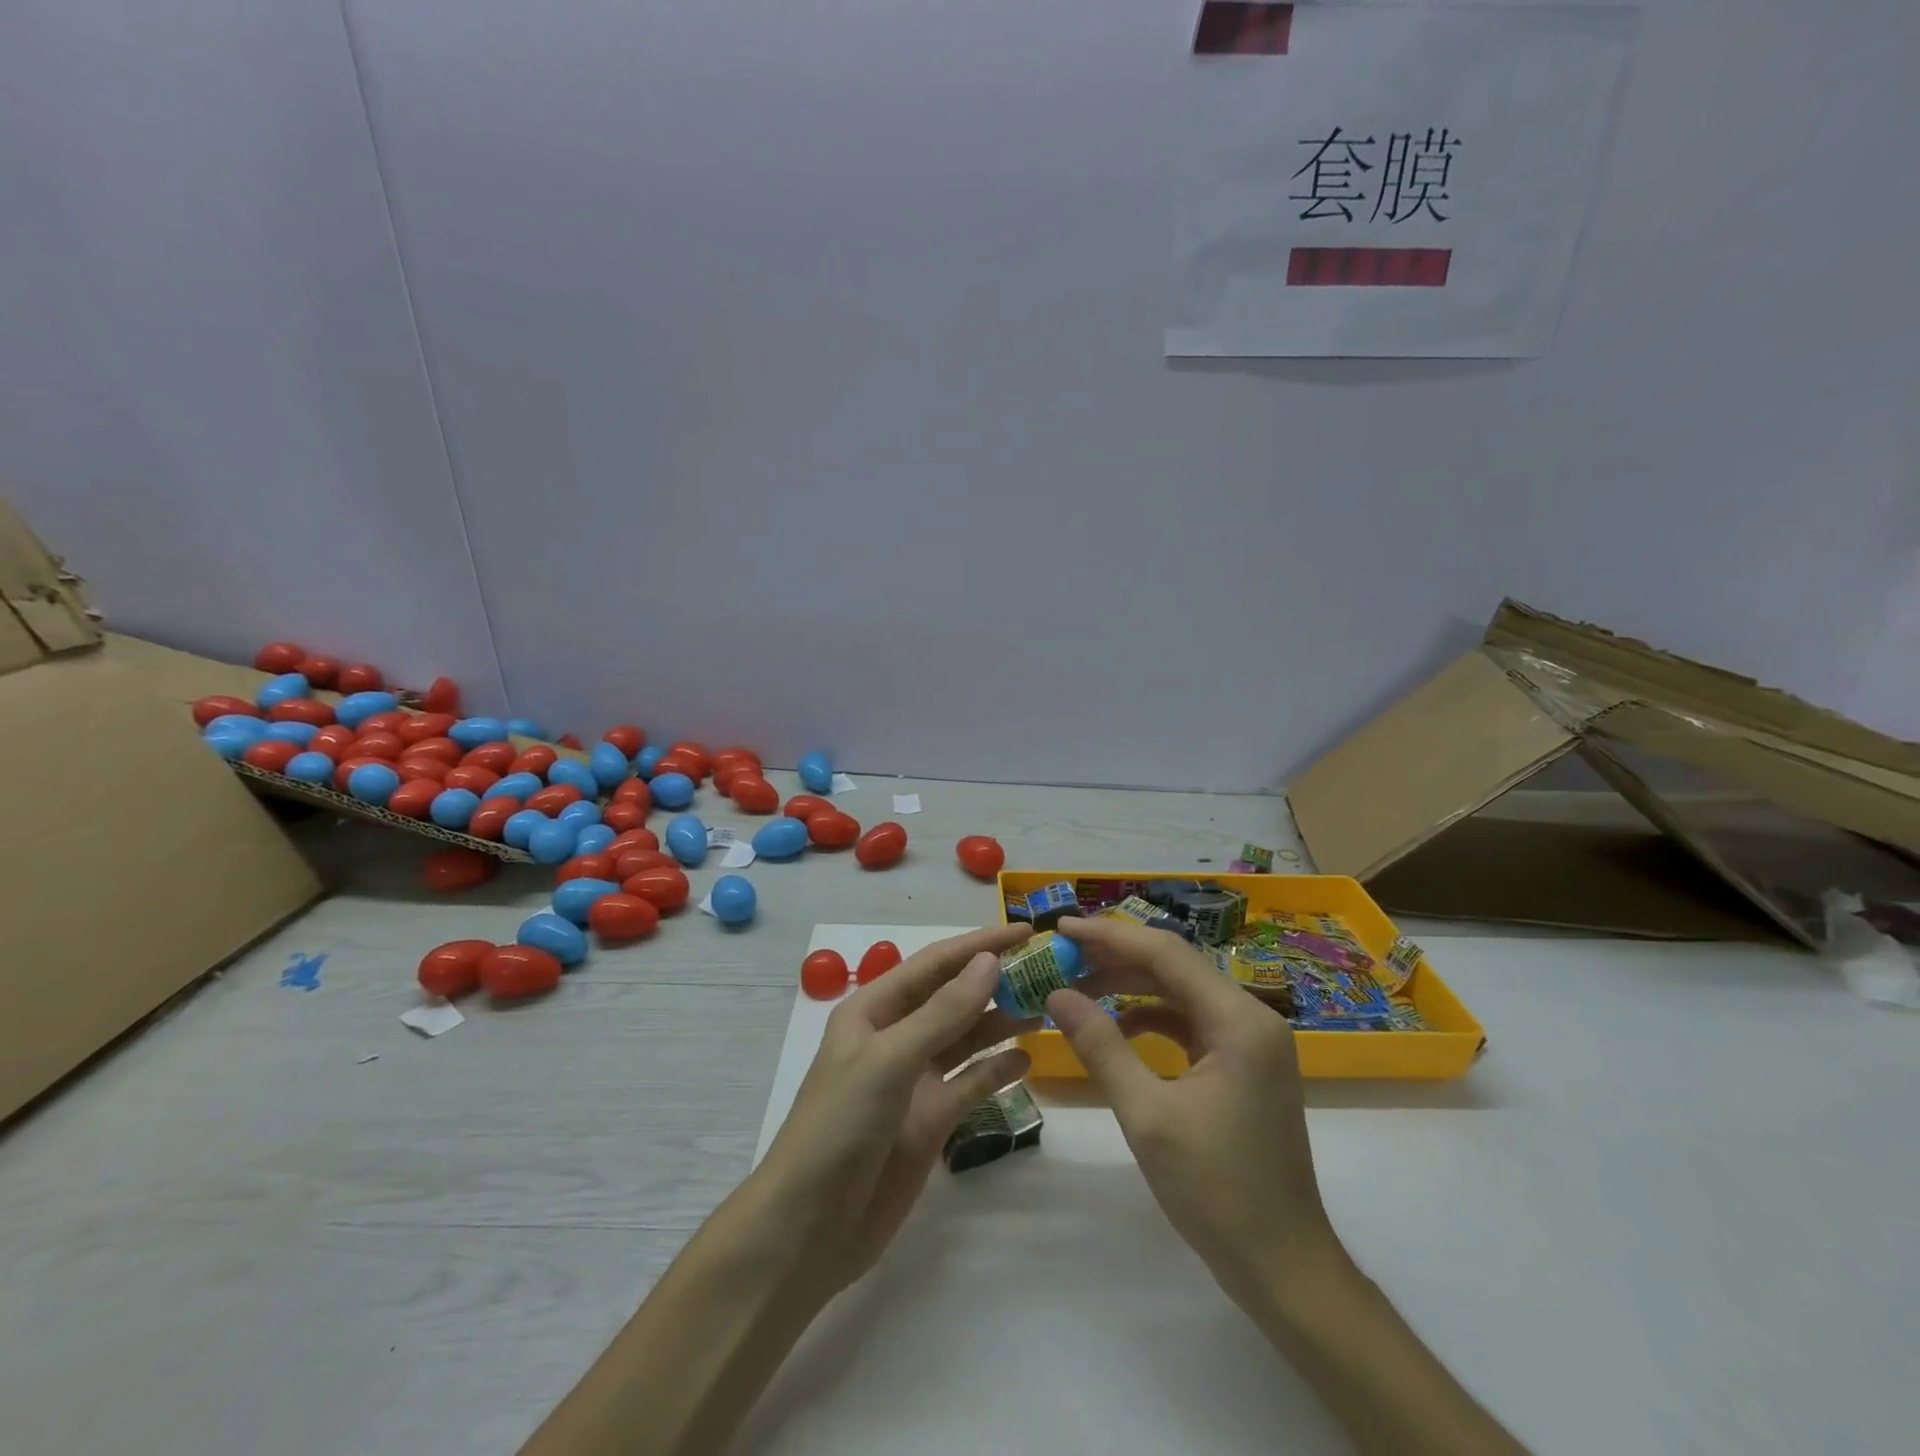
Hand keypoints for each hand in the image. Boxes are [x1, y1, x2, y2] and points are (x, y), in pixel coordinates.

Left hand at [752, 924, 1035, 1295]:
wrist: (810, 1228)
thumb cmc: (840, 1126)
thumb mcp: (889, 1060)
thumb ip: (943, 1013)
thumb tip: (989, 962)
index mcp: (874, 1009)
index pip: (935, 964)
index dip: (979, 944)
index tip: (1026, 932)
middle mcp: (896, 1037)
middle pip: (954, 997)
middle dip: (995, 981)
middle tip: (1049, 970)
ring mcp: (915, 1079)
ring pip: (966, 1038)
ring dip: (1001, 1021)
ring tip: (1046, 1008)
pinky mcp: (931, 1119)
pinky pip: (971, 1083)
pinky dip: (997, 1069)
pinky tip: (1027, 1059)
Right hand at [1047, 915, 1340, 1300]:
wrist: (1283, 1267)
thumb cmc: (1216, 1190)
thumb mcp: (1147, 1115)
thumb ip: (1101, 1046)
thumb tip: (1056, 994)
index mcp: (1239, 1020)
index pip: (1166, 954)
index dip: (1110, 936)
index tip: (1061, 928)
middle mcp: (1251, 1018)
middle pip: (1175, 966)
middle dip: (1117, 958)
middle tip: (1062, 957)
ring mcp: (1251, 1042)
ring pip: (1181, 992)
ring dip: (1131, 987)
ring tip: (1080, 986)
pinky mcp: (1244, 1064)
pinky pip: (1191, 1021)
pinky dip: (1152, 1018)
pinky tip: (1118, 1028)